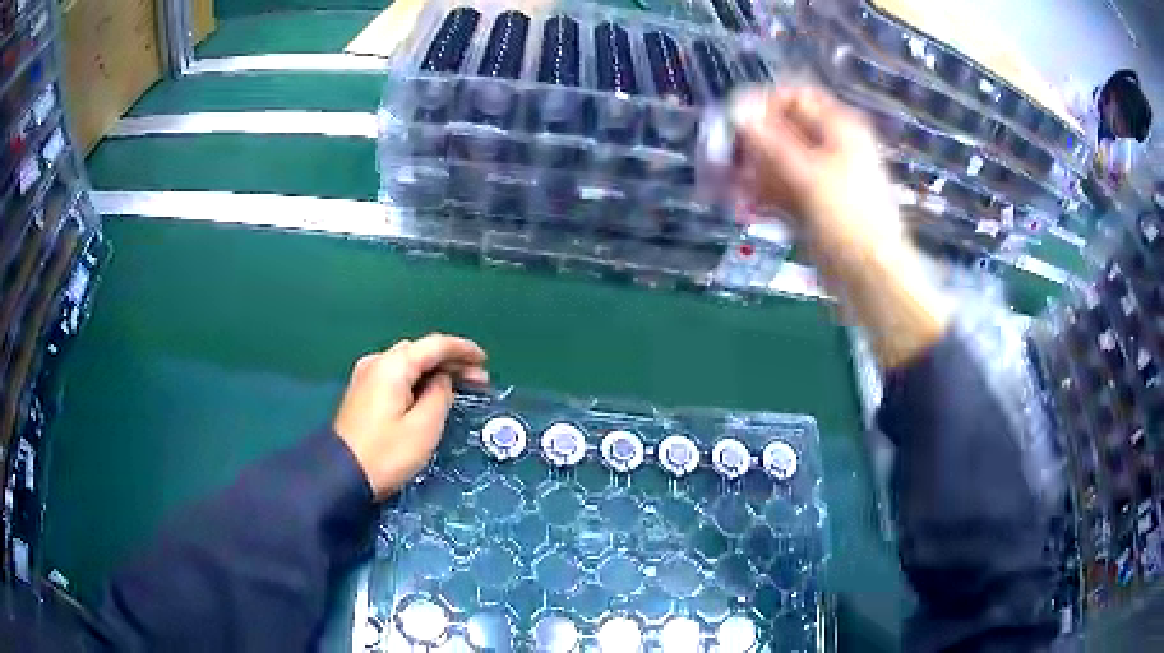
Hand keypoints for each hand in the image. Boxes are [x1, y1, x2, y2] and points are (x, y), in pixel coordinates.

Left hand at [333, 334, 487, 498]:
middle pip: (421, 352)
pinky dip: (418, 380)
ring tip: (460, 387)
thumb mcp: (424, 427)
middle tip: (478, 380)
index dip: (463, 350)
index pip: (435, 345)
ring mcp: (367, 376)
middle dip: (451, 362)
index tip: (485, 361)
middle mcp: (378, 362)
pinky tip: (431, 394)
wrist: (342, 475)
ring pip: (408, 364)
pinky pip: (397, 376)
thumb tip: (441, 380)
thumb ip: (439, 395)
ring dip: (435, 372)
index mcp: (393, 365)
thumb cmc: (387, 453)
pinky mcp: (363, 393)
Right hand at [731, 86, 948, 367]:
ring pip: (774, 163)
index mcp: (838, 129)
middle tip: (718, 163)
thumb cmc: (849, 221)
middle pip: (779, 131)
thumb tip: (736, 107)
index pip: (793, 98)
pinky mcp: (810, 205)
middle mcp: (828, 147)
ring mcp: (818, 178)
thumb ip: (770, 140)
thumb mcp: (808, 175)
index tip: (732, 123)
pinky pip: (778, 190)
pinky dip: (759, 197)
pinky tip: (743, 209)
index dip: (762, 105)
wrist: (871, 279)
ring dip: (748, 174)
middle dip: (748, 146)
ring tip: (724, 193)